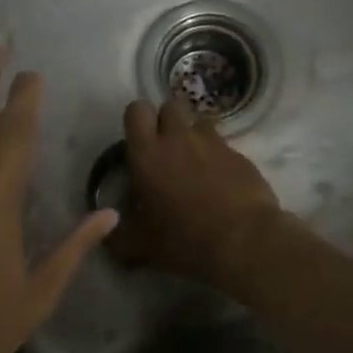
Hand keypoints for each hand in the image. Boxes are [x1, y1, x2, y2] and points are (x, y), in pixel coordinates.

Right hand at [111, 95, 281, 287]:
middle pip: (170, 106)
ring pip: (199, 122)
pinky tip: (221, 183)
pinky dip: (218, 158)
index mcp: (148, 153)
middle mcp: (179, 138)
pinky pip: (224, 146)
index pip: (136, 110)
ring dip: (194, 136)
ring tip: (195, 164)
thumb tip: (109, 232)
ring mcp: (214, 143)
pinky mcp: (240, 155)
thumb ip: (118, 236)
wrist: (243, 241)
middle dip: (166, 121)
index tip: (139, 142)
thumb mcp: (141, 246)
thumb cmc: (183, 239)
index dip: (137, 121)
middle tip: (165, 151)